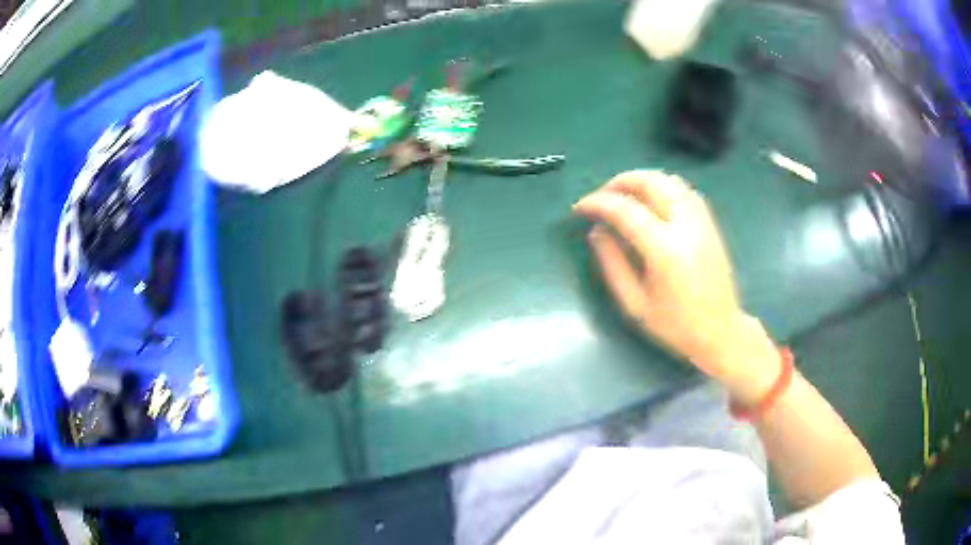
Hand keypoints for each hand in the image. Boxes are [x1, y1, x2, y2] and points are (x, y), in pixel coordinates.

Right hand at [574, 171, 779, 403]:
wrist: (721, 332)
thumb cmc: (676, 326)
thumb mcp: (635, 304)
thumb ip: (613, 264)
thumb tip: (597, 231)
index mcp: (665, 251)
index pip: (625, 210)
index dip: (598, 203)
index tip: (579, 208)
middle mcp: (686, 227)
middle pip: (650, 182)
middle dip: (619, 182)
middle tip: (601, 196)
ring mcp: (702, 222)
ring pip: (669, 181)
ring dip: (641, 180)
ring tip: (623, 195)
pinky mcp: (710, 224)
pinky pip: (685, 191)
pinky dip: (662, 187)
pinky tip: (652, 201)